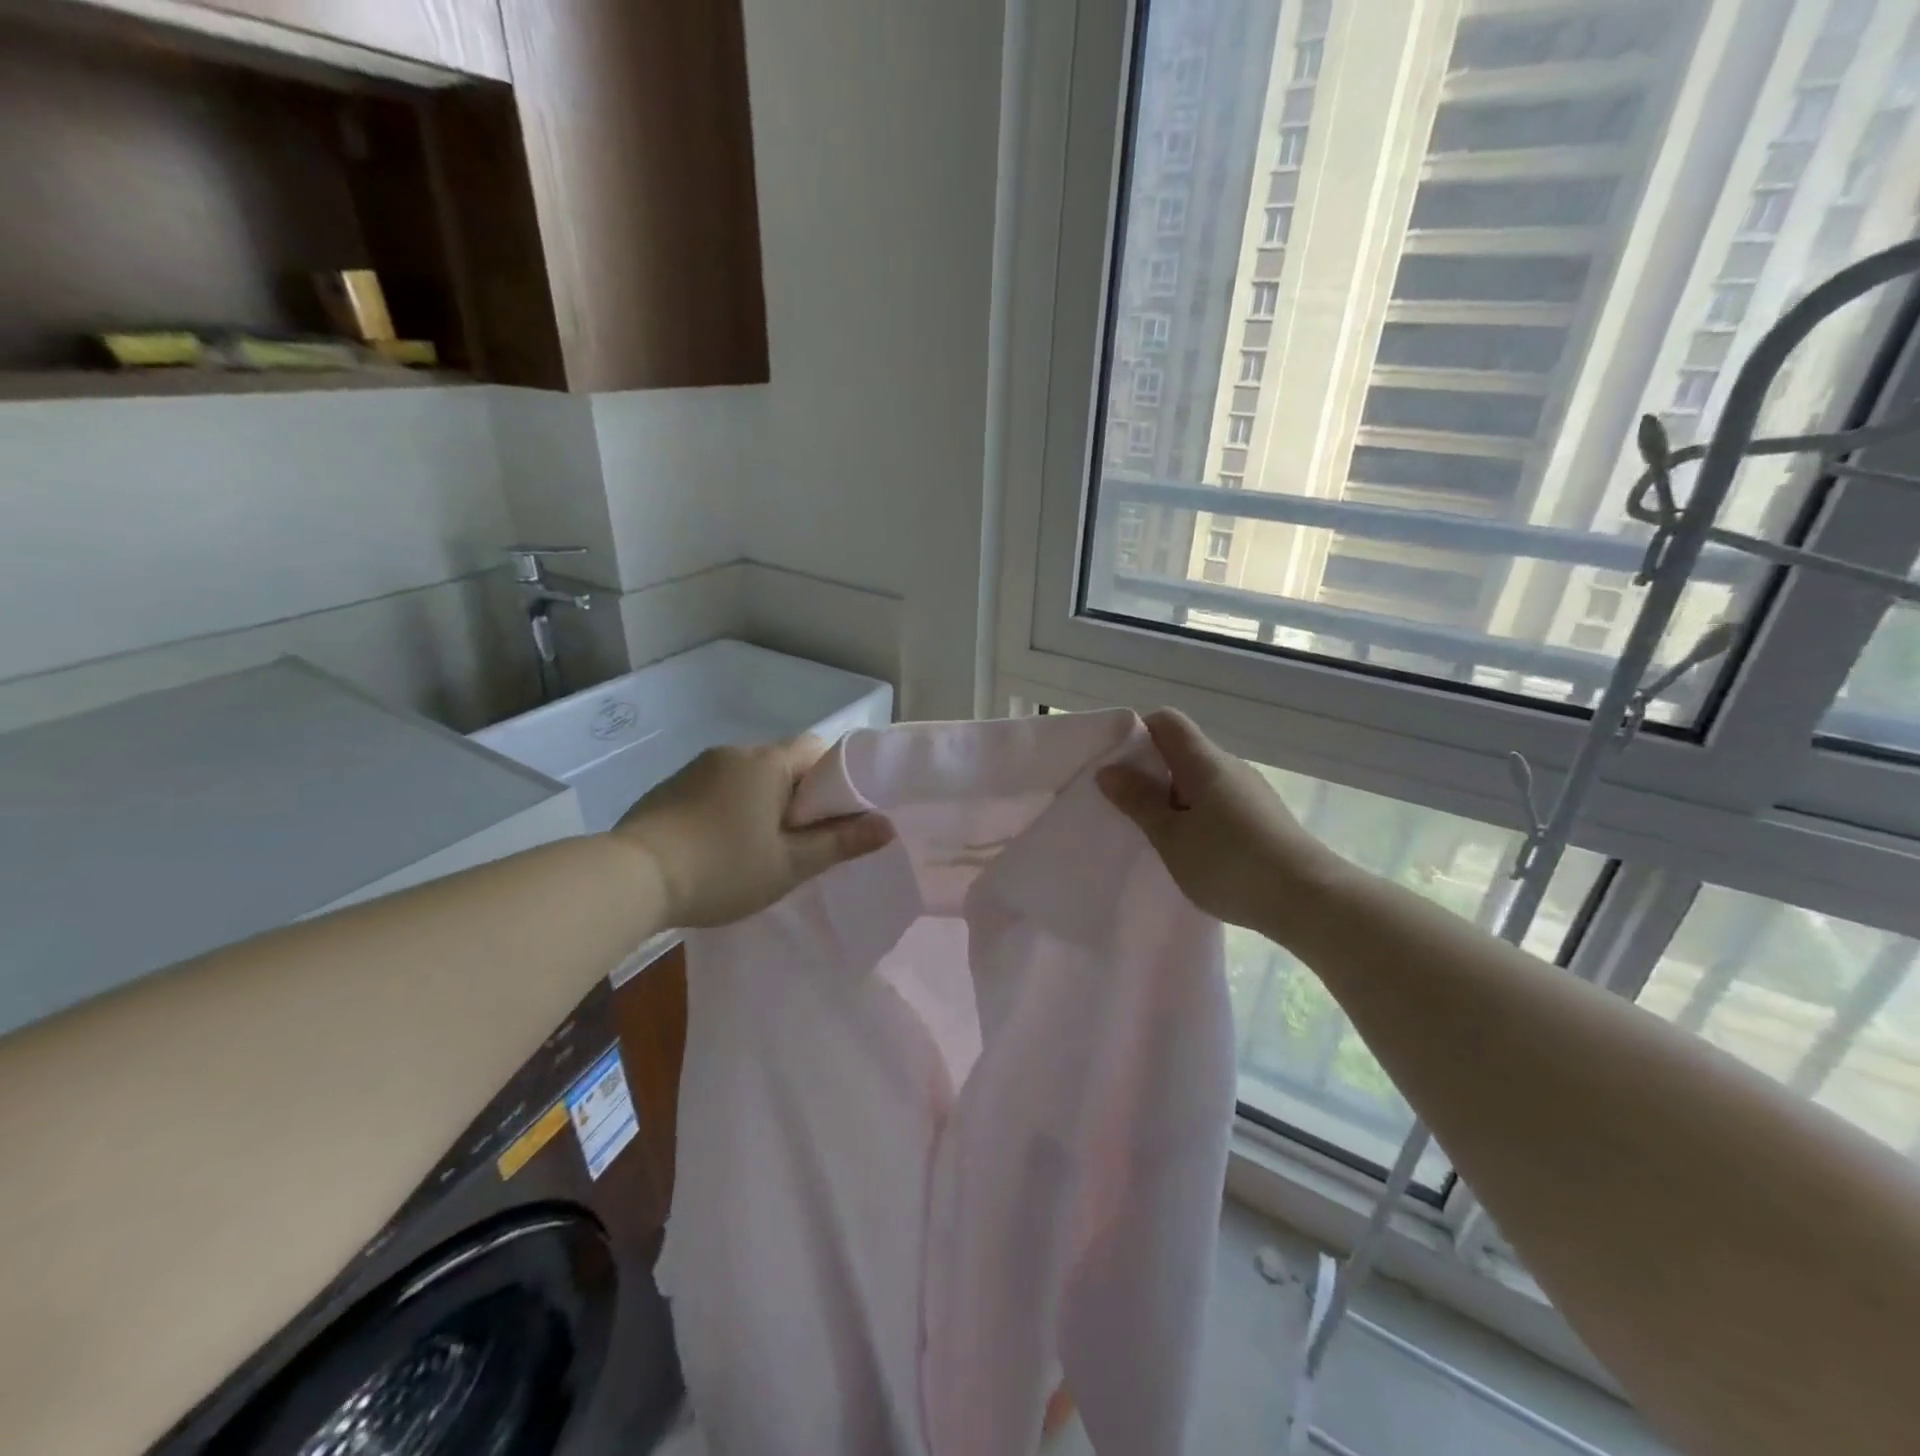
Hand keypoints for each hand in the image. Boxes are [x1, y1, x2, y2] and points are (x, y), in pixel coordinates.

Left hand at [613, 737, 892, 928]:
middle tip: (798, 840)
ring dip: (760, 802)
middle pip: (782, 764)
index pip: (817, 750)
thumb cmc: (723, 868)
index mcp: (769, 762)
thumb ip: (840, 842)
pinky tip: (717, 846)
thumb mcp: (789, 865)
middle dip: (796, 795)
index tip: (832, 816)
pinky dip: (727, 808)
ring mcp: (698, 767)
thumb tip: (888, 825)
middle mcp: (734, 752)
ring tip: (756, 848)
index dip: (832, 779)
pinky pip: (715, 787)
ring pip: (747, 776)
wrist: (632, 877)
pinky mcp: (670, 786)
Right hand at [1097, 709, 1346, 938]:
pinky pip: (1220, 802)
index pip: (1167, 722)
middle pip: (1183, 751)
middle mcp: (1230, 767)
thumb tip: (1108, 769)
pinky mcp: (1265, 817)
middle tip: (1130, 808)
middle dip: (1151, 773)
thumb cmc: (1230, 864)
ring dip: (1175, 798)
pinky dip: (1199, 815)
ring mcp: (1251, 791)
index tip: (1119, 768)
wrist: (1311, 900)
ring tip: (1161, 836)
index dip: (1138, 734)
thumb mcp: (1172, 837)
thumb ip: (1138, 801)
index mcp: (1204, 762)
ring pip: (1202, 780)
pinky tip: (1196, 851)